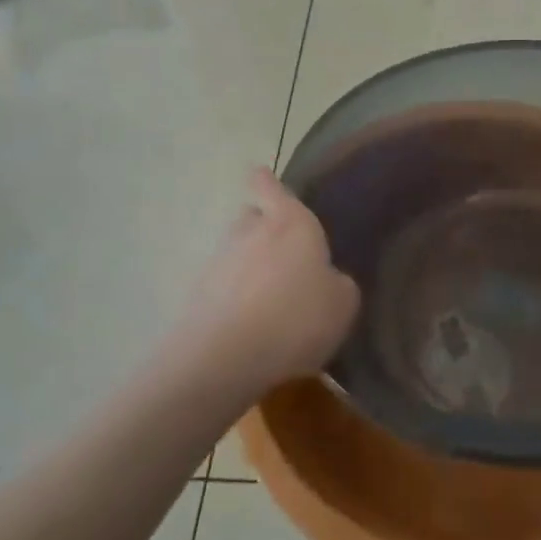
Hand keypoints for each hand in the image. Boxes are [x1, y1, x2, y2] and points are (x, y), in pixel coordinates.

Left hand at [177, 168, 359, 392]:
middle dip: (262, 228)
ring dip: (248, 266)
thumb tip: (327, 280)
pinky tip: (251, 325)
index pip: (269, 185)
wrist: (225, 358)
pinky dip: (234, 298)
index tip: (265, 181)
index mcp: (289, 221)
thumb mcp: (343, 303)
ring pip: (235, 252)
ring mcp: (218, 261)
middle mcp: (249, 231)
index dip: (267, 182)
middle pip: (251, 217)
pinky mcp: (197, 295)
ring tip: (269, 298)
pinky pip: (223, 287)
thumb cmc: (297, 317)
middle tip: (283, 253)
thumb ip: (337, 282)